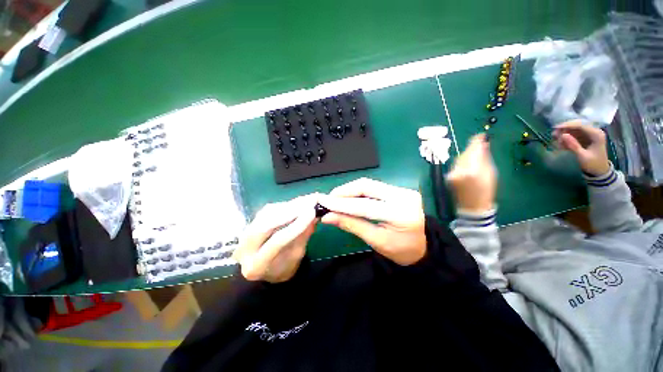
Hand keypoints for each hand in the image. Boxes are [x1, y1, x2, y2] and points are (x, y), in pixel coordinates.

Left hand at [232, 194, 318, 282]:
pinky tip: (296, 203)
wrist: (266, 269)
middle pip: (266, 224)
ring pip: (265, 214)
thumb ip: (303, 236)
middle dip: (290, 211)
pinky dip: (283, 206)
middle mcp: (244, 250)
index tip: (312, 212)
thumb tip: (315, 215)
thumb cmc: (284, 267)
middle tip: (309, 202)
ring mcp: (243, 235)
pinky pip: (266, 210)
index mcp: (257, 266)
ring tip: (306, 200)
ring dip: (288, 206)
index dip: (296, 225)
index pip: (277, 241)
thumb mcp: (296, 256)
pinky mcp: (249, 224)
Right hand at [318, 178, 425, 265]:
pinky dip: (358, 191)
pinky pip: (373, 186)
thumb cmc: (400, 251)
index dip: (341, 203)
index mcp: (401, 214)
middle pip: (367, 186)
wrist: (422, 247)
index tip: (323, 202)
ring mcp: (403, 189)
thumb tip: (327, 216)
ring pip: (369, 184)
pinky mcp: (399, 189)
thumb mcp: (375, 241)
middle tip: (328, 199)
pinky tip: (348, 197)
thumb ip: (351, 225)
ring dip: (350, 190)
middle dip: (344, 191)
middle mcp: (404, 196)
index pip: (365, 205)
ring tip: (335, 198)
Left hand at [446, 134, 496, 212]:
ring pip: (459, 158)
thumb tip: (483, 144)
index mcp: (472, 170)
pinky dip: (462, 163)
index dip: (477, 141)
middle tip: (480, 146)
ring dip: (466, 156)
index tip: (481, 135)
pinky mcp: (448, 176)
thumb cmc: (486, 191)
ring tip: (475, 158)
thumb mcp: (491, 173)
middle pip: (465, 153)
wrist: (472, 207)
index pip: (473, 150)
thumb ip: (485, 158)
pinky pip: (455, 165)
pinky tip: (467, 165)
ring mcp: (451, 174)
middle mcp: (459, 170)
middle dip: (472, 149)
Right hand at [553, 121, 610, 175]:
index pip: (581, 125)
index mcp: (596, 134)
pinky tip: (561, 144)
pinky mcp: (585, 138)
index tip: (555, 128)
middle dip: (565, 129)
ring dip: (564, 133)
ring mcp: (589, 134)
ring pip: (574, 129)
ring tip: (556, 140)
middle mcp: (594, 131)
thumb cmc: (593, 164)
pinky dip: (566, 138)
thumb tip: (562, 135)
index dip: (568, 125)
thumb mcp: (582, 156)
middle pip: (577, 125)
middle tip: (554, 135)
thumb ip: (573, 145)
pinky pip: (574, 135)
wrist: (599, 171)